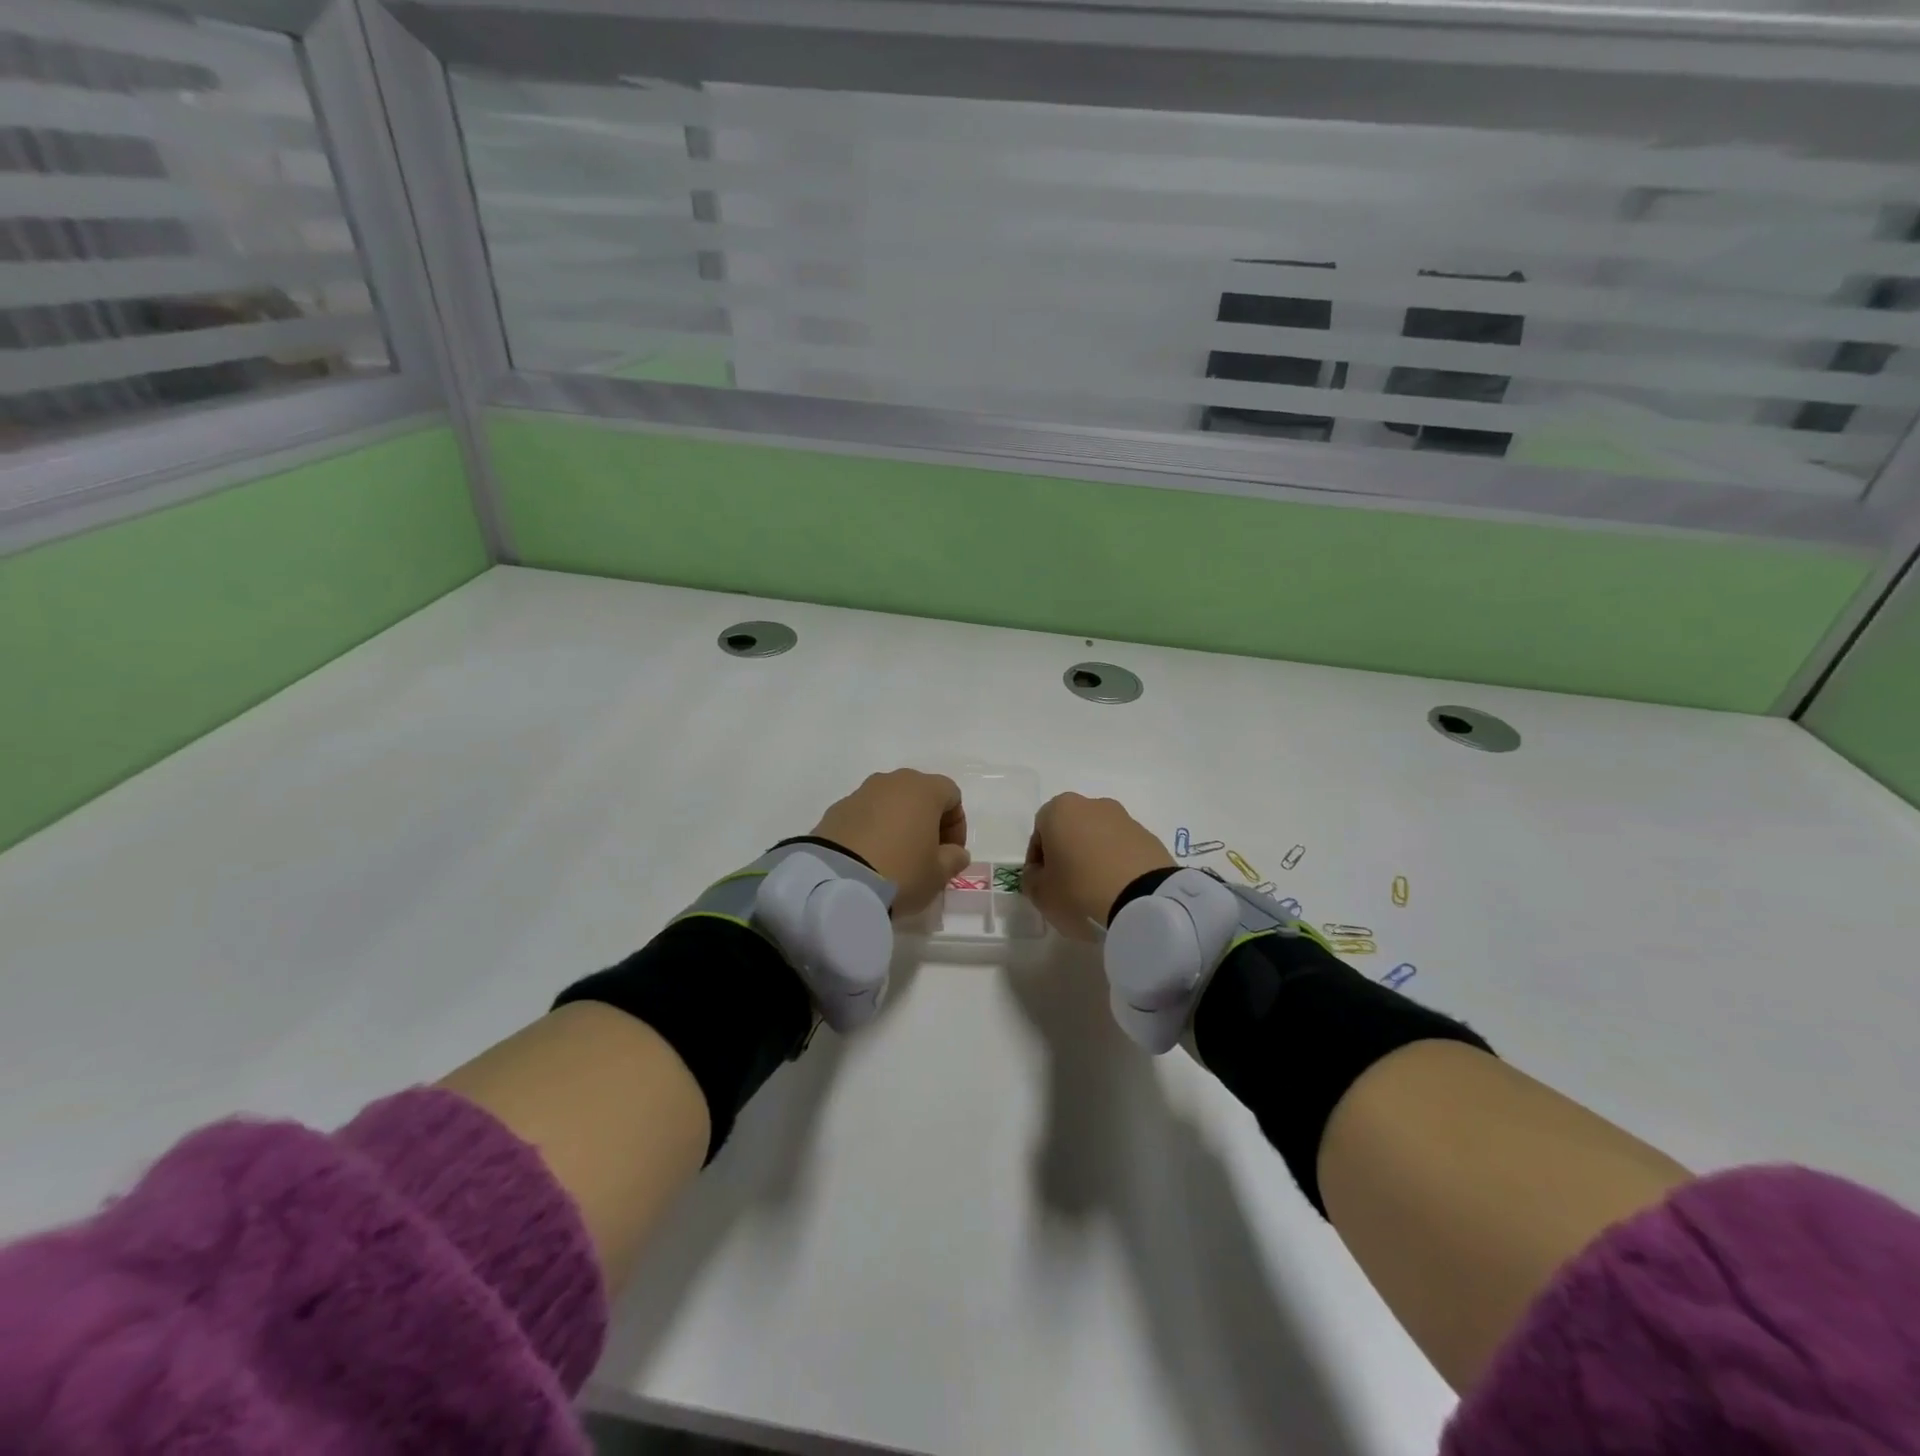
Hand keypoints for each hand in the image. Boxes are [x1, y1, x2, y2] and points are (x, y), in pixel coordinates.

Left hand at [812, 769, 970, 916]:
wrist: (837, 882)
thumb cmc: (901, 872)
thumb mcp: (938, 874)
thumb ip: (954, 859)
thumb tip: (955, 852)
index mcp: (923, 789)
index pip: (951, 795)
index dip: (957, 824)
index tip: (951, 852)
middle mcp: (892, 781)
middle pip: (918, 793)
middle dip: (926, 820)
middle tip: (925, 853)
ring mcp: (860, 793)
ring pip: (889, 802)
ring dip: (897, 823)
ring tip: (895, 856)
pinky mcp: (835, 810)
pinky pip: (864, 815)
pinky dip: (872, 830)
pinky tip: (869, 858)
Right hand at [1022, 794, 1174, 940]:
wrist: (1143, 899)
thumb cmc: (1080, 889)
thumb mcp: (1041, 893)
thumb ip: (1032, 880)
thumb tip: (1040, 874)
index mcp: (1060, 809)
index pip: (1039, 832)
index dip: (1037, 859)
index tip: (1042, 882)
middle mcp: (1092, 805)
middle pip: (1071, 830)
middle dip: (1067, 853)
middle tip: (1067, 884)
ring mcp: (1124, 818)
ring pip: (1099, 837)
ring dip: (1094, 857)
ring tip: (1095, 889)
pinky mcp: (1149, 837)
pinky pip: (1123, 849)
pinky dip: (1117, 864)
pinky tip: (1118, 889)